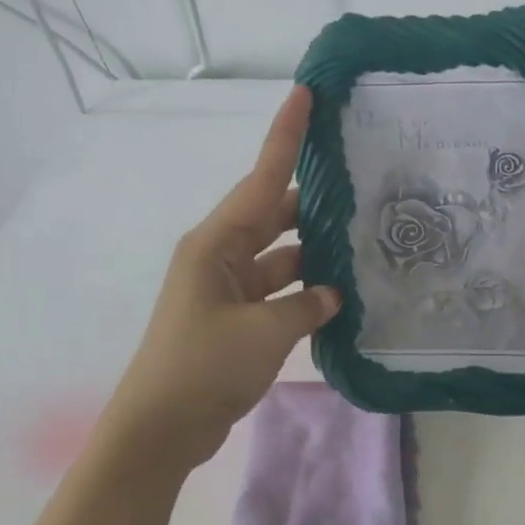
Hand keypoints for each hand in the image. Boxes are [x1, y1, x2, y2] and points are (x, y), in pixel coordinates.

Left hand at [98, 87, 340, 472]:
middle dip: (313, 200)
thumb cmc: (203, 368)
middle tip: (362, 183)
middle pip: (274, 214)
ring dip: (314, 254)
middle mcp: (220, 256)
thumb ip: (306, 305)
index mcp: (216, 243)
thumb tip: (331, 294)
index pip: (261, 179)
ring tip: (363, 243)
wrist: (161, 430)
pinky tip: (341, 294)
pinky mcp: (236, 319)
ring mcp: (227, 289)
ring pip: (280, 255)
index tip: (305, 95)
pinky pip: (278, 291)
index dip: (285, 136)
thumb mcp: (264, 333)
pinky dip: (304, 291)